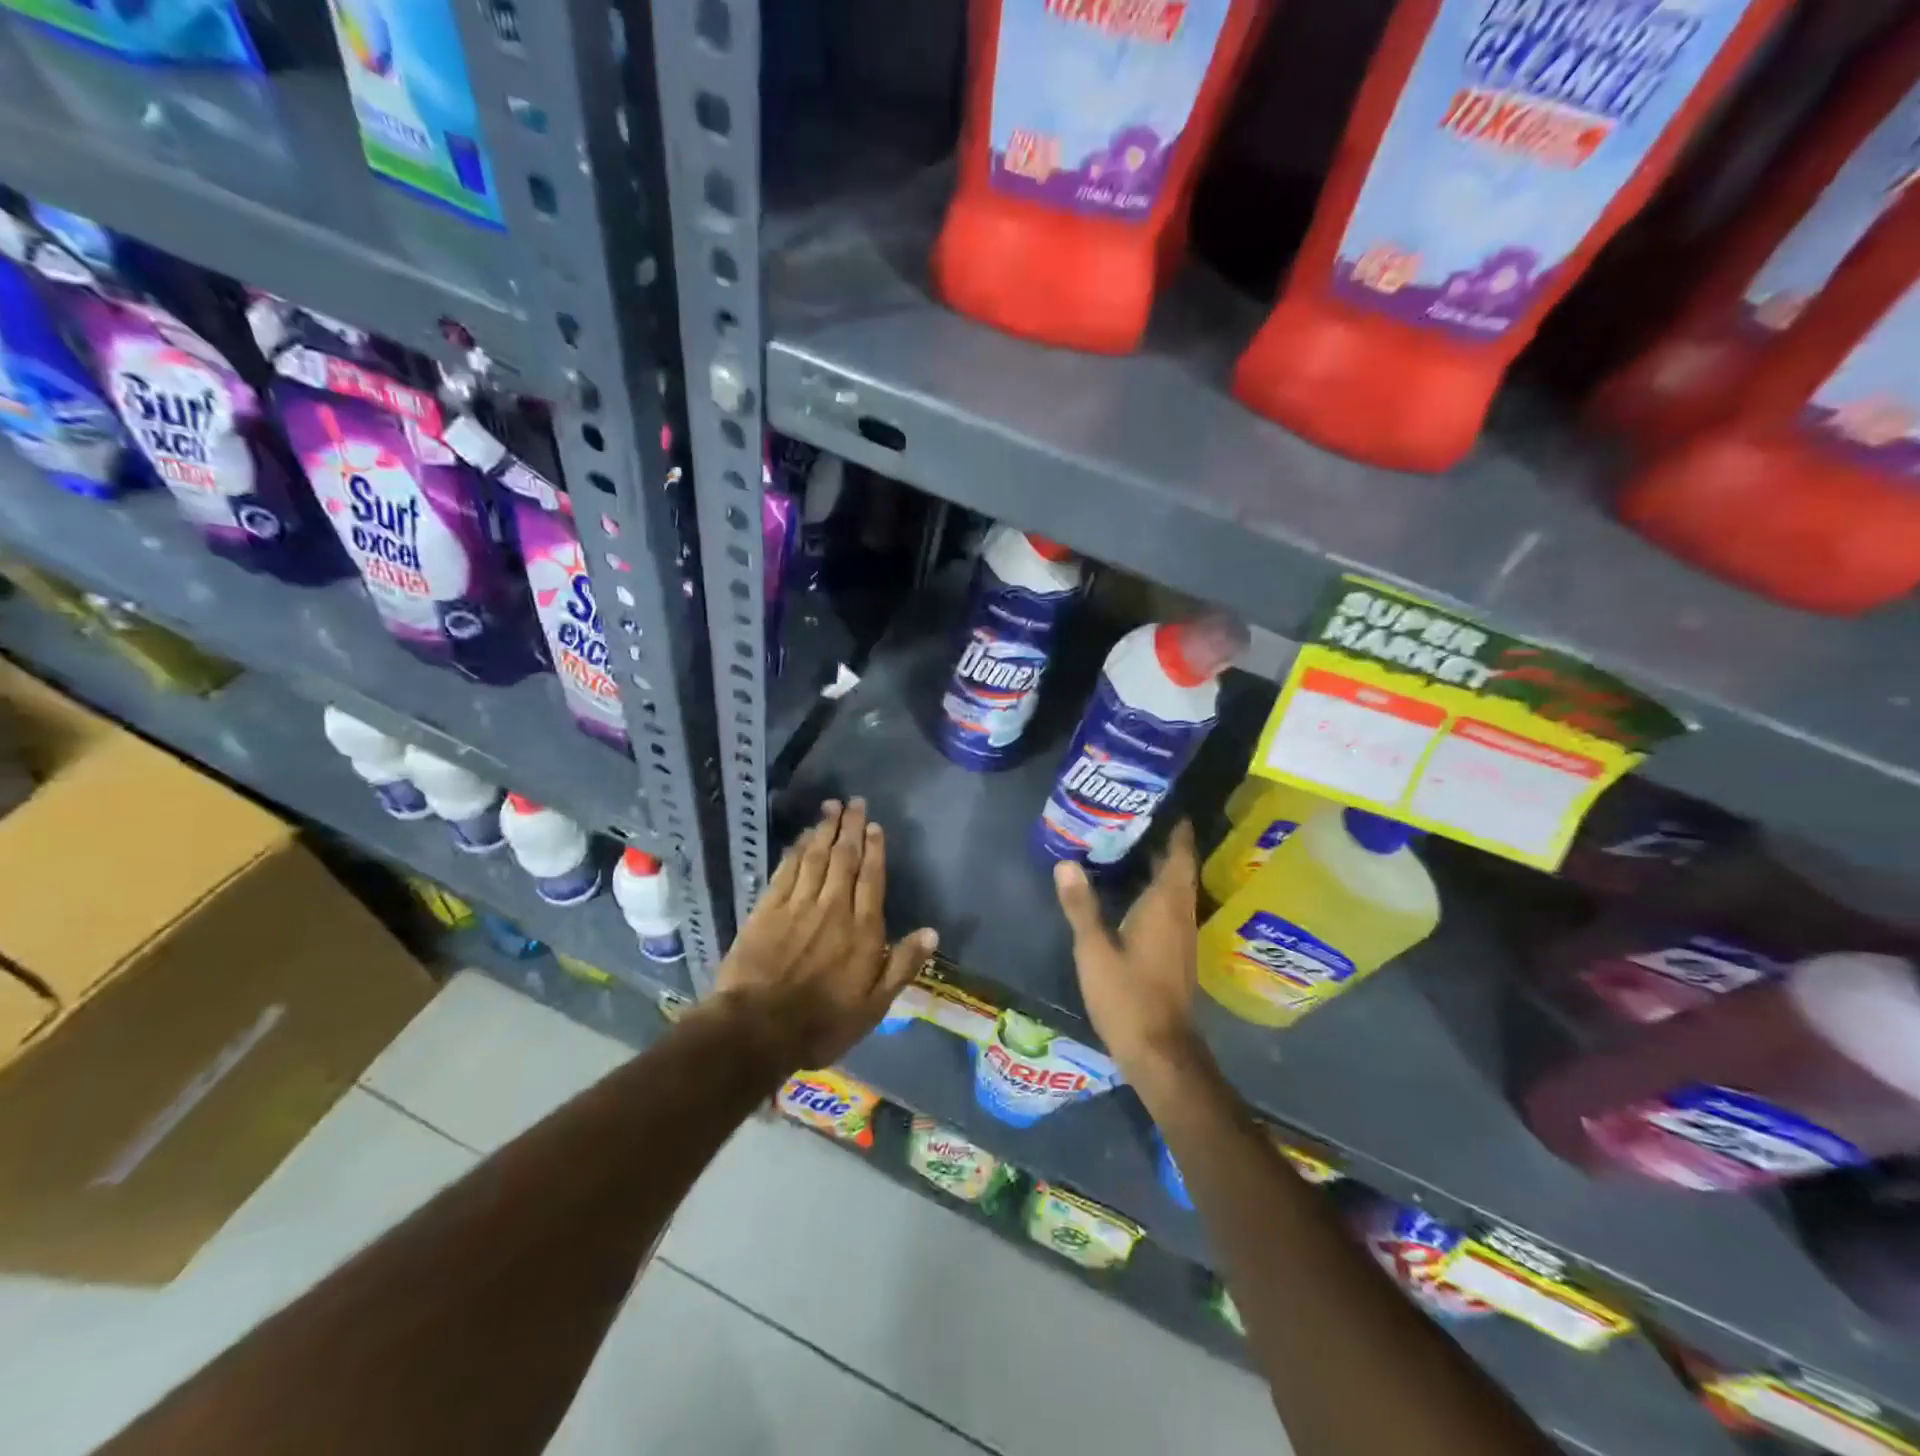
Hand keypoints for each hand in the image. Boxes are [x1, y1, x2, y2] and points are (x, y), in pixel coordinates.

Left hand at [714, 798, 937, 1070]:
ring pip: (815, 858)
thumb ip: (902, 965)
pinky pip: (786, 871)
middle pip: (844, 859)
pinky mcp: (767, 910)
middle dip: (850, 828)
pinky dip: (795, 850)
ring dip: (824, 830)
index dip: (875, 849)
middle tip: (854, 802)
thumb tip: (932, 932)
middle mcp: (833, 908)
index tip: (875, 826)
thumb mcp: (874, 1006)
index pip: (871, 878)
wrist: (757, 1029)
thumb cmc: (822, 1023)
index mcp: (862, 930)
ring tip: (831, 807)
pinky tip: (801, 838)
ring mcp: (797, 905)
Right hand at [1053, 822, 1206, 1080]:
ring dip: (1159, 865)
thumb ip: (1080, 905)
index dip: (1175, 828)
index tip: (1162, 802)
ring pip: (1175, 888)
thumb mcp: (1094, 950)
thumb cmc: (1127, 996)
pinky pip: (1170, 906)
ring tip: (1128, 844)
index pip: (1178, 855)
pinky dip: (1155, 888)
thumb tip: (1065, 862)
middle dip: (1162, 841)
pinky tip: (1131, 889)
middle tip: (1133, 816)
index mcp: (1166, 905)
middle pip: (1178, 868)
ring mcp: (1181, 935)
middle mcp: (1181, 914)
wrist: (1160, 1051)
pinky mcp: (1175, 952)